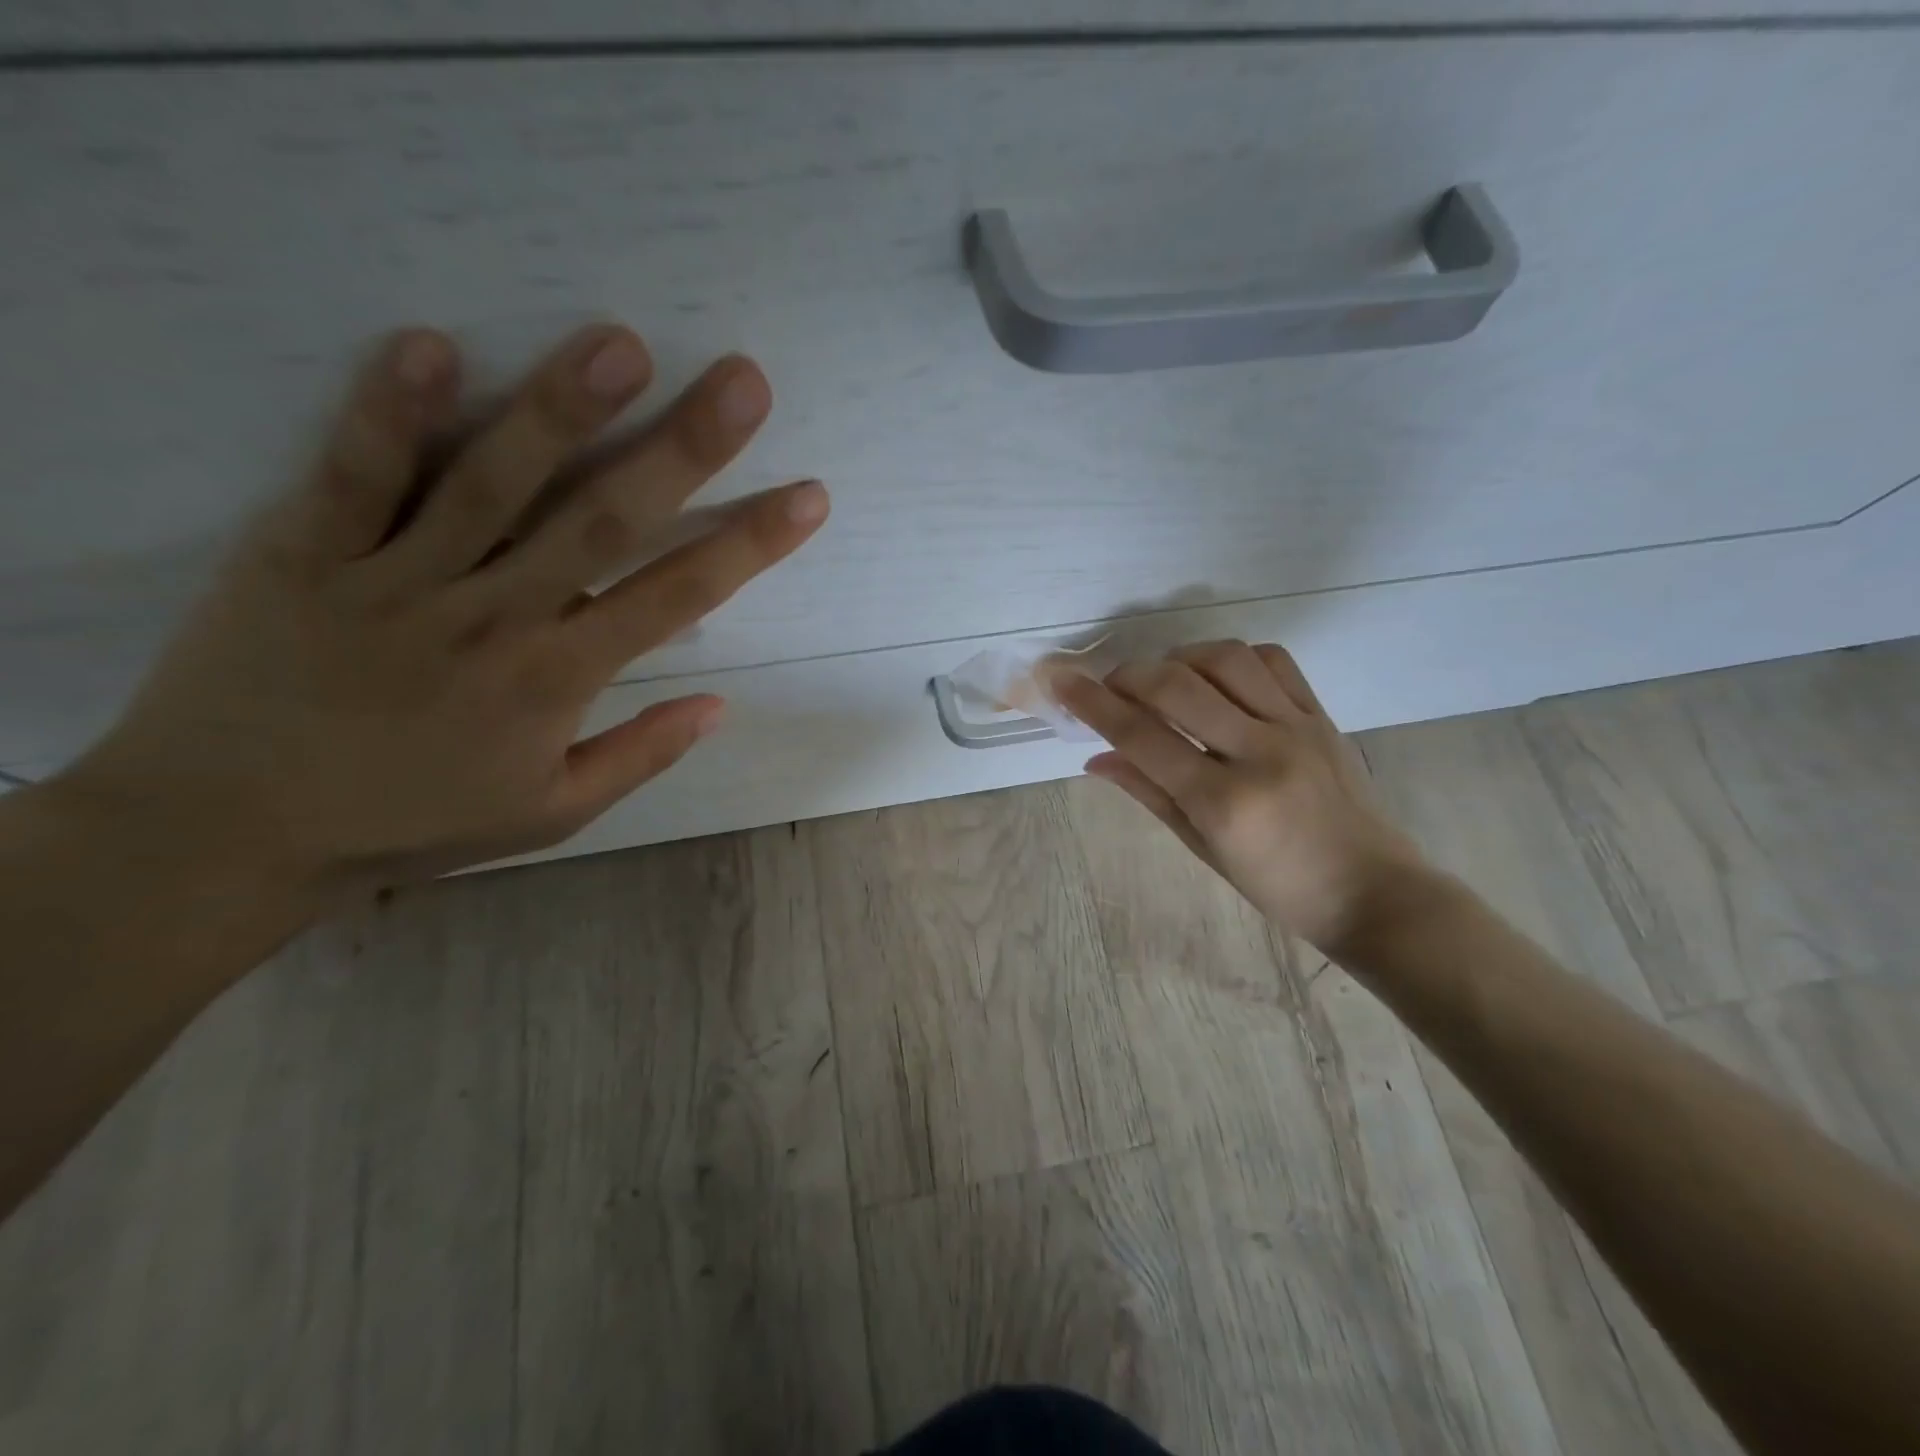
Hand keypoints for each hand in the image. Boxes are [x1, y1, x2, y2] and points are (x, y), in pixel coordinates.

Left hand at [58, 323, 827, 893]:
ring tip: (620, 344)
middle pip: (602, 521)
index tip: (806, 497)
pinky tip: (431, 345)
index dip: (749, 545)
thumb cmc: (413, 822)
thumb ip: (639, 756)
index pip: (676, 598)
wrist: (232, 833)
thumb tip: (719, 706)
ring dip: (560, 410)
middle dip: (681, 450)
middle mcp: (494, 618)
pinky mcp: (305, 554)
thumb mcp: (551, 815)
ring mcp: (398, 580)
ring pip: (491, 484)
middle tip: (741, 383)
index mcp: (556, 680)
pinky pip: (353, 477)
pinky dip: (389, 411)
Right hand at [1055, 640, 1428, 952]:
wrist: (1373, 892)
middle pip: (1176, 686)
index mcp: (1223, 801)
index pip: (1142, 736)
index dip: (1092, 703)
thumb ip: (1149, 793)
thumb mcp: (1203, 848)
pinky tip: (1216, 675)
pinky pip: (1273, 661)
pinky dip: (1232, 657)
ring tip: (1163, 679)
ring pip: (1225, 658)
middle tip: (1109, 686)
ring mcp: (1297, 727)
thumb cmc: (1279, 886)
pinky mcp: (1322, 715)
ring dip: (1179, 658)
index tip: (1059, 680)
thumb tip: (1097, 758)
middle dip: (1128, 675)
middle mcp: (1259, 752)